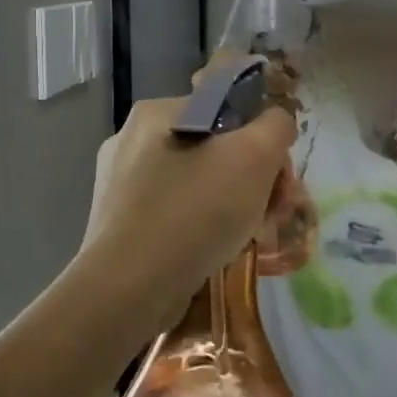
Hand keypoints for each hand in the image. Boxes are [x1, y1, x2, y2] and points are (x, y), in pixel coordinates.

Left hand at [79, 97, 297, 334]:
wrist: (130, 286)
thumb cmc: (195, 210)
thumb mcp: (255, 156)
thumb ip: (275, 127)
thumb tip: (275, 123)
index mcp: (158, 110)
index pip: (228, 110)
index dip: (263, 142)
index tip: (280, 181)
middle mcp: (131, 137)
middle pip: (212, 148)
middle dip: (250, 179)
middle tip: (271, 215)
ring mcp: (118, 182)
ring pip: (193, 183)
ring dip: (227, 204)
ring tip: (245, 237)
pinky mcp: (116, 221)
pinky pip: (171, 212)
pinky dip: (197, 227)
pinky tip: (211, 252)